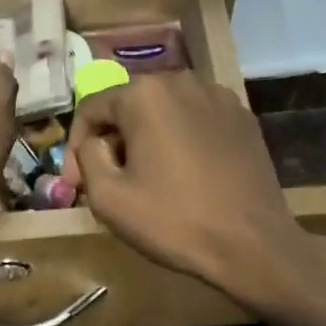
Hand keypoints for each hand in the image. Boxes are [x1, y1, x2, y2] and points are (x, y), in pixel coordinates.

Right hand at [64, 73, 309, 307]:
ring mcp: (220, 98)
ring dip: (147, 140)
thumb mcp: (108, 198)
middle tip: (109, 182)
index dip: (75, 147)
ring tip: (147, 179)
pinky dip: (181, 142)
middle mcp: (183, 81)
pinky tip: (184, 177)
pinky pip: (196, 123)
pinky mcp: (244, 119)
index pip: (91, 108)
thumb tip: (97, 143)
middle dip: (113, 141)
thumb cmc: (172, 220)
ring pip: (165, 113)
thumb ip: (88, 157)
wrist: (250, 244)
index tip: (76, 184)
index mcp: (145, 94)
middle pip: (129, 106)